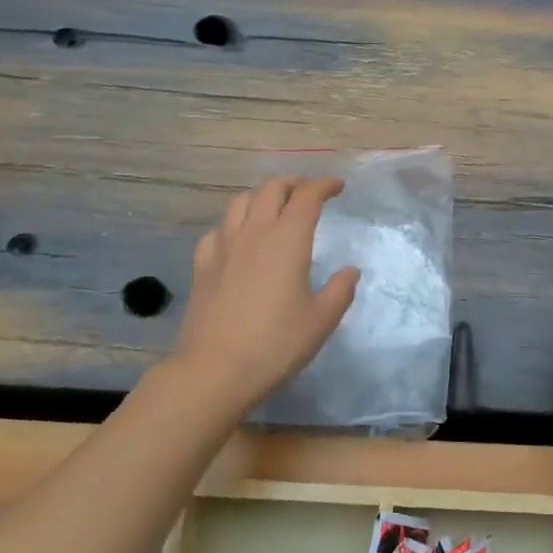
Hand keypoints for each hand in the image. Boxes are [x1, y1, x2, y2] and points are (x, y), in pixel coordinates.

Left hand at [172, 178, 360, 409]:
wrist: (215, 369)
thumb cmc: (276, 344)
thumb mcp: (321, 320)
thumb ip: (340, 290)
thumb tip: (350, 271)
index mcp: (288, 240)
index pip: (307, 197)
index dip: (324, 185)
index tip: (338, 187)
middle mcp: (254, 232)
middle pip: (271, 189)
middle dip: (293, 183)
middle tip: (309, 191)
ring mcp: (223, 246)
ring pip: (240, 202)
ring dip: (262, 196)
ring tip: (274, 207)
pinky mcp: (202, 265)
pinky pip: (219, 229)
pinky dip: (234, 223)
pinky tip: (238, 238)